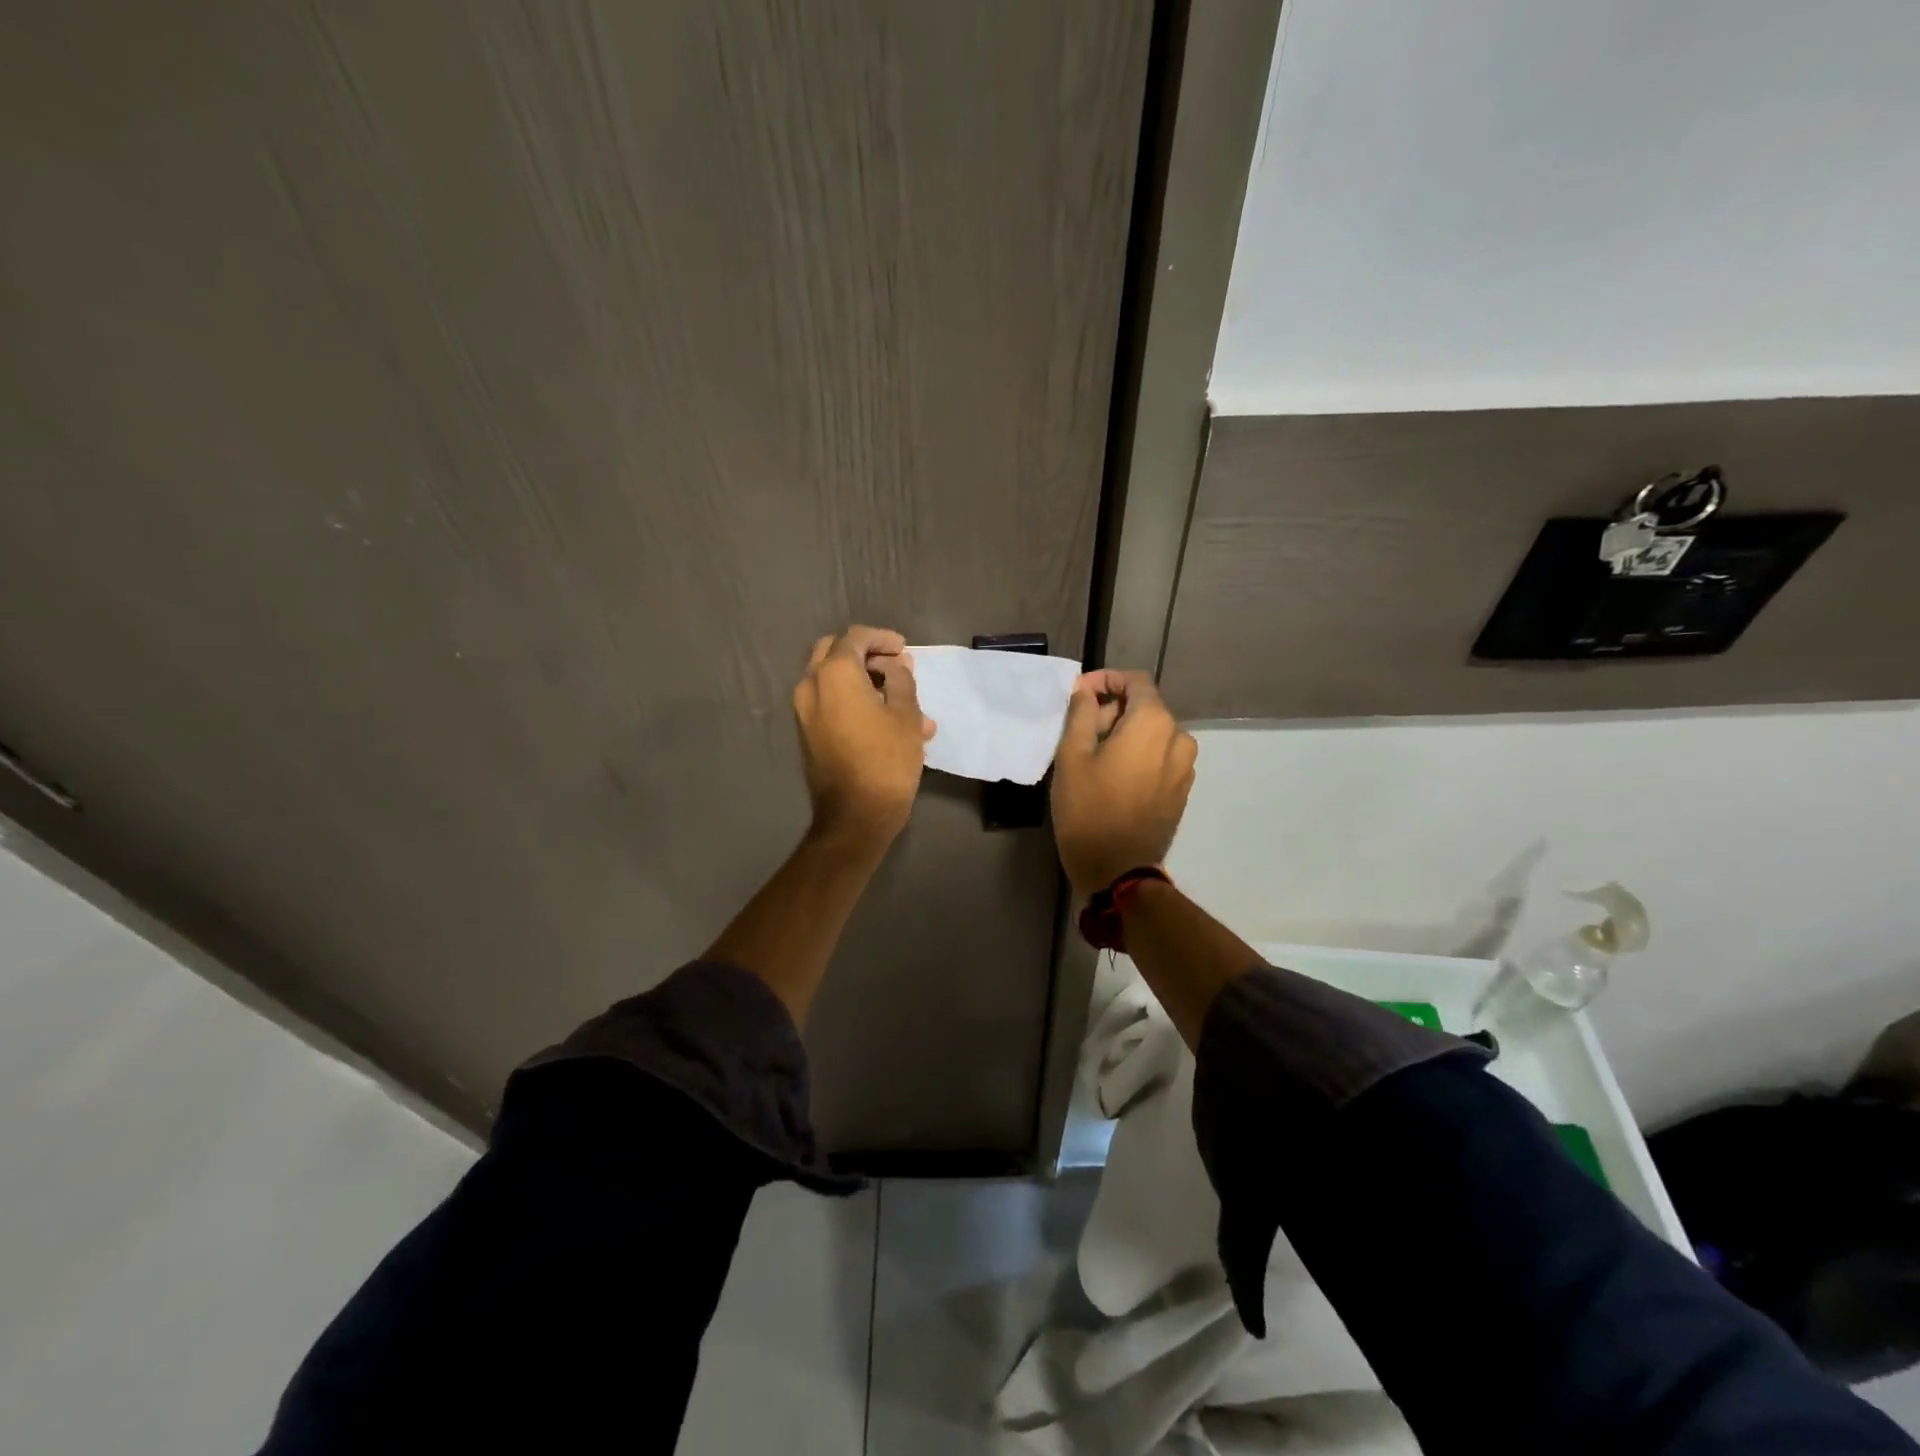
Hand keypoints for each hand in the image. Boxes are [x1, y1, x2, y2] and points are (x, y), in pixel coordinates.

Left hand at [792, 626, 935, 849]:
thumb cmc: (886, 760)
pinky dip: (853, 700)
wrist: (855, 815)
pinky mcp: (807, 733)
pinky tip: (887, 720)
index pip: (856, 638)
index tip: (904, 650)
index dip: (882, 638)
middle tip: (894, 666)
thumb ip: (901, 680)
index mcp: (834, 673)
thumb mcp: (906, 715)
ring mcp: (804, 711)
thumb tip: (896, 665)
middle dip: (865, 654)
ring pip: (832, 679)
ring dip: (863, 680)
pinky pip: (829, 703)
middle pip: (835, 652)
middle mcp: (811, 685)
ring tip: (902, 699)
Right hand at [1051, 669, 1196, 899]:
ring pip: (1153, 733)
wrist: (1117, 869)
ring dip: (1125, 734)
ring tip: (1095, 756)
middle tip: (1080, 731)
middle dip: (1112, 710)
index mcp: (1154, 723)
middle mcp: (1178, 737)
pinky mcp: (1182, 790)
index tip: (1080, 695)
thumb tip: (1086, 690)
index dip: (1106, 680)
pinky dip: (1139, 755)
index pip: (1135, 681)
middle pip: (1145, 707)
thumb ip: (1080, 713)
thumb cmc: (1088, 808)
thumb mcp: (1072, 755)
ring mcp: (1185, 766)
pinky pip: (1160, 757)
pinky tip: (1114, 775)